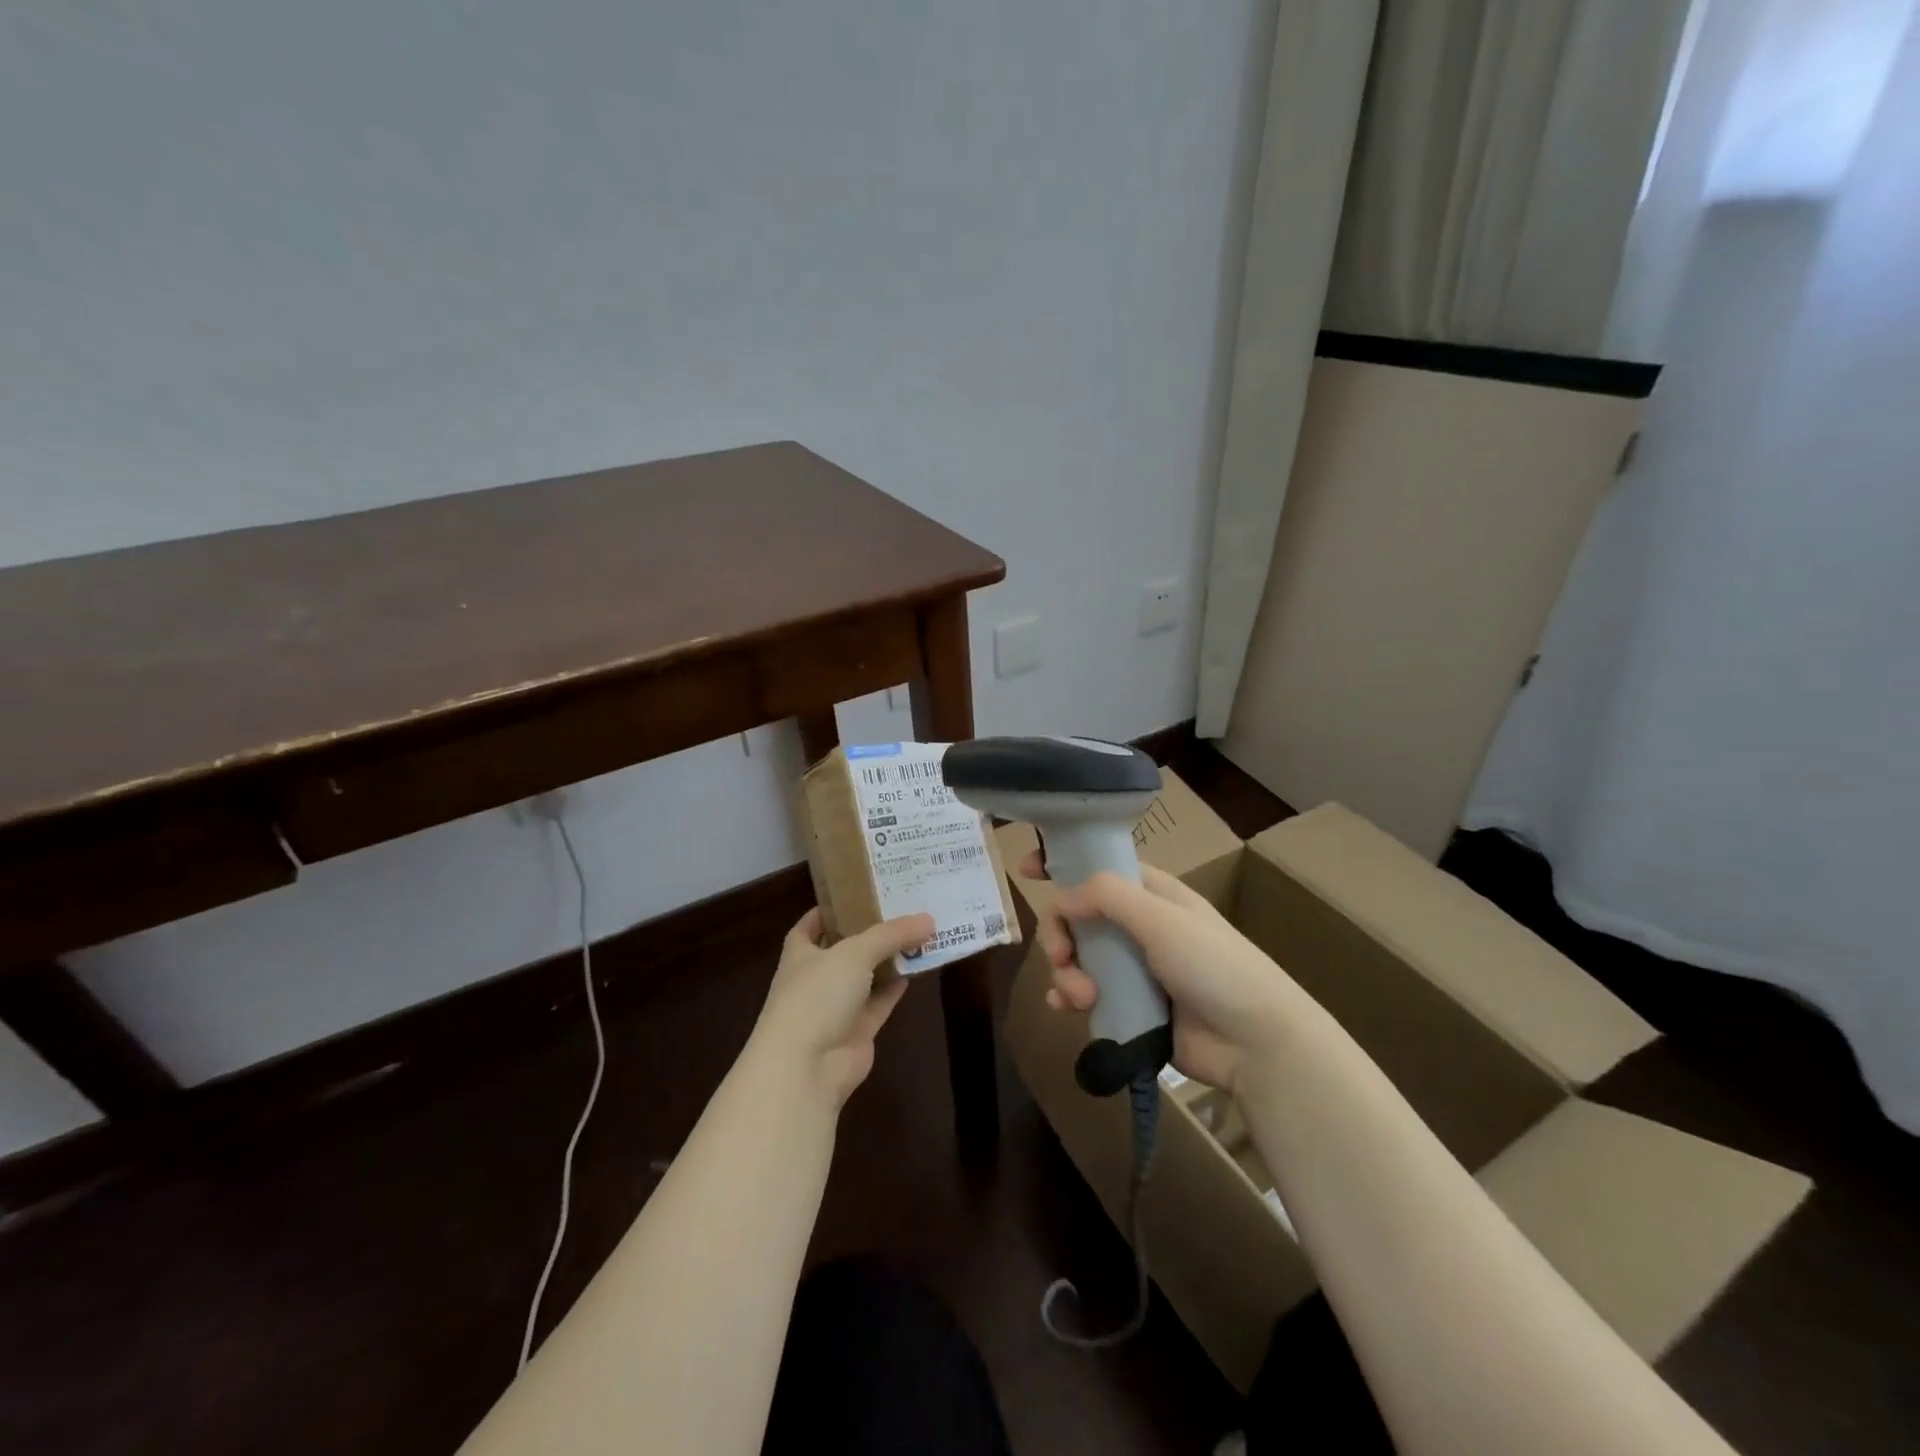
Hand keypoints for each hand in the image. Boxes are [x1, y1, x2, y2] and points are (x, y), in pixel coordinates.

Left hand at [751, 908, 933, 1104]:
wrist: (806, 1067)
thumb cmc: (816, 996)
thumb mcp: (854, 952)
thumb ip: (891, 934)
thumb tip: (928, 919)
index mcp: (800, 953)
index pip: (812, 924)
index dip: (832, 908)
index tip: (861, 892)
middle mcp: (817, 977)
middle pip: (846, 947)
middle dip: (871, 930)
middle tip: (903, 906)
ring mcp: (837, 1006)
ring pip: (867, 975)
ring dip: (890, 957)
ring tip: (921, 931)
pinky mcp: (858, 1030)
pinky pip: (881, 1000)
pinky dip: (898, 985)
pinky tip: (920, 966)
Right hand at [1023, 852, 1305, 1093]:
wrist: (1256, 1043)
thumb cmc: (1214, 966)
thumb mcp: (1162, 919)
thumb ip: (1108, 897)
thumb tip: (1061, 898)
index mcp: (1151, 895)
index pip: (1099, 867)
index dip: (1063, 864)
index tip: (1027, 868)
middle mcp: (1139, 927)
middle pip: (1077, 917)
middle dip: (1061, 935)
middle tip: (1063, 957)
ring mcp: (1134, 969)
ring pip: (1078, 959)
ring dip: (1067, 974)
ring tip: (1082, 998)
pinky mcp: (1131, 1008)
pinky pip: (1086, 996)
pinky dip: (1070, 998)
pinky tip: (1067, 1009)